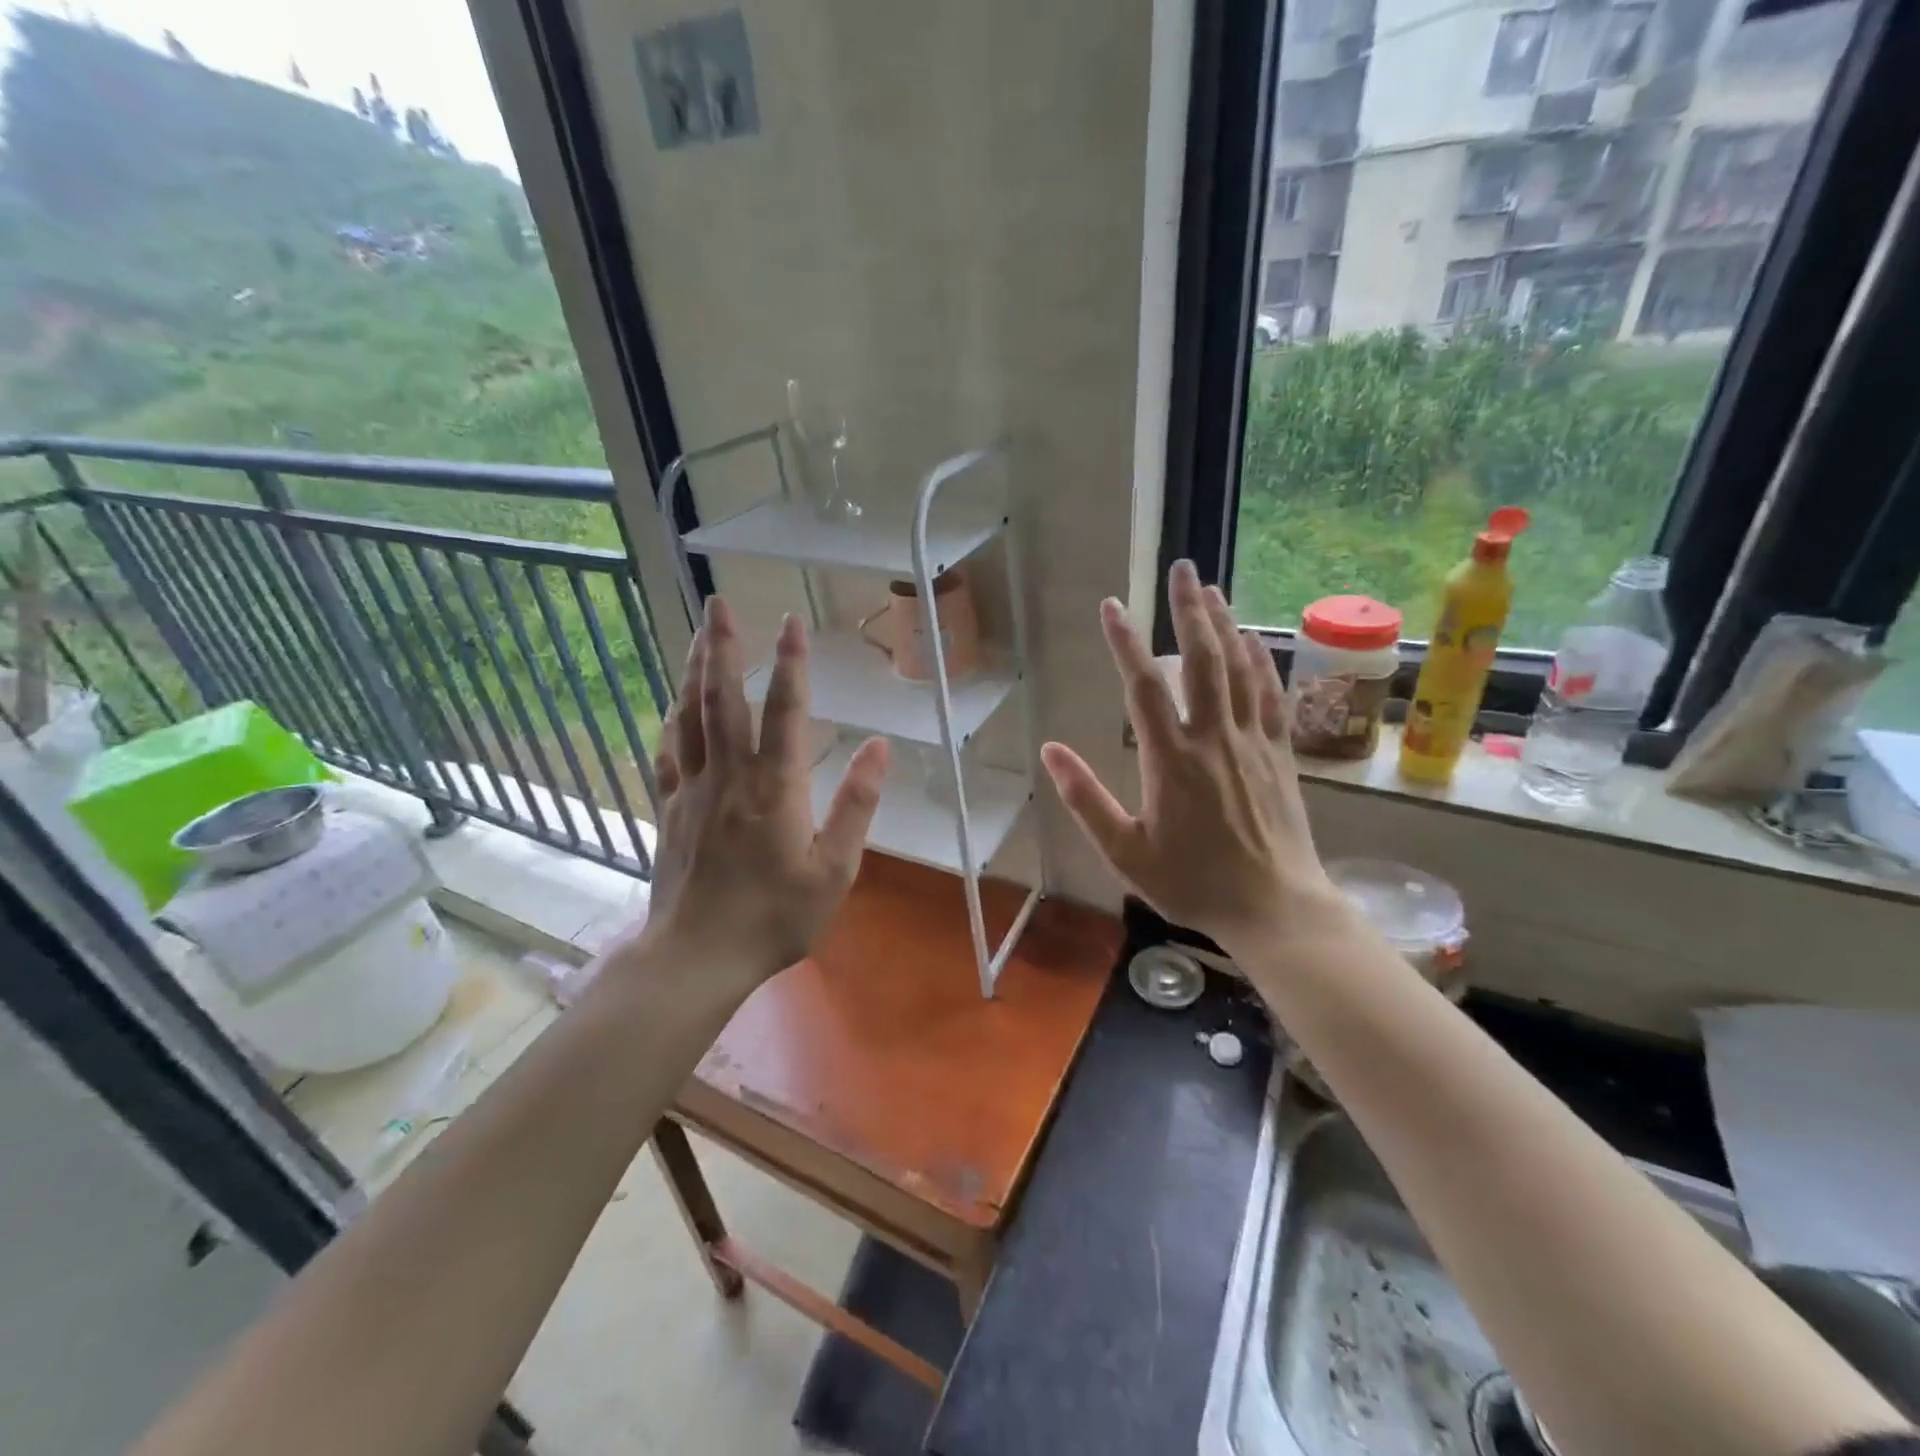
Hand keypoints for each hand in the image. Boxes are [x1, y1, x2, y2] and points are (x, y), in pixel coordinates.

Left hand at [627, 597, 888, 996]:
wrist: (697, 956)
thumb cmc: (775, 918)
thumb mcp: (834, 870)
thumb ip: (857, 805)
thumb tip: (879, 747)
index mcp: (774, 788)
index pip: (785, 711)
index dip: (792, 662)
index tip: (792, 620)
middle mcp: (729, 776)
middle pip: (723, 698)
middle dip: (722, 646)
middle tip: (720, 603)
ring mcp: (692, 789)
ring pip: (690, 716)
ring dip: (694, 670)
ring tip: (699, 633)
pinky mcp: (669, 808)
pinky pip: (667, 752)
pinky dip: (671, 720)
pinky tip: (673, 703)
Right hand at [1040, 560, 1345, 955]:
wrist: (1274, 907)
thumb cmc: (1192, 883)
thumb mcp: (1125, 852)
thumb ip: (1086, 799)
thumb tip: (1050, 750)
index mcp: (1171, 760)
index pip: (1145, 686)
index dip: (1126, 641)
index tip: (1112, 605)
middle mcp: (1214, 738)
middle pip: (1203, 660)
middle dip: (1189, 610)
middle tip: (1182, 568)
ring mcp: (1253, 743)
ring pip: (1240, 669)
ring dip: (1226, 624)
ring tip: (1212, 589)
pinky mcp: (1280, 754)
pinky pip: (1272, 695)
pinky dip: (1261, 662)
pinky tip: (1253, 641)